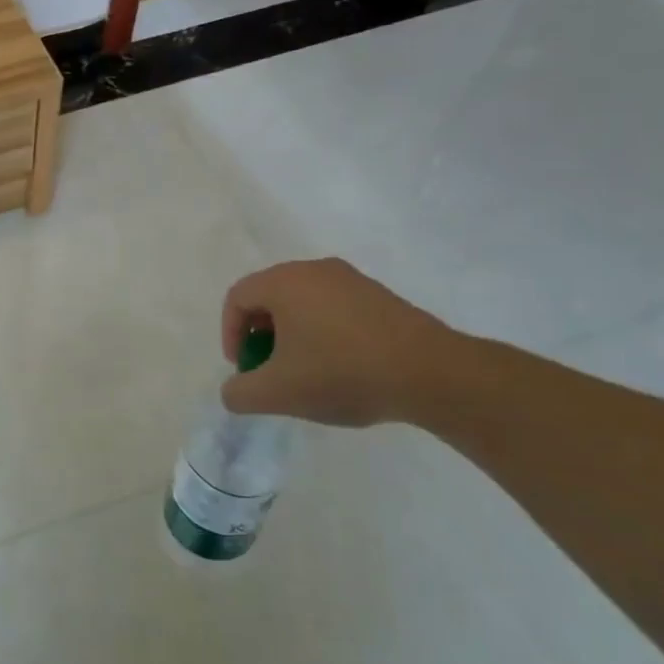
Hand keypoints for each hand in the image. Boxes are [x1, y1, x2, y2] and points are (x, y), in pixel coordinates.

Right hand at [220, 258, 456, 426]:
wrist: (433, 374)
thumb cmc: (342, 373)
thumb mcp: (276, 393)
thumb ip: (239, 393)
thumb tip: (235, 390)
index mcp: (285, 282)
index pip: (237, 298)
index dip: (229, 334)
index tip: (245, 368)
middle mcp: (315, 270)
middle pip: (269, 298)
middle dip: (260, 336)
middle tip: (270, 370)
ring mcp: (353, 280)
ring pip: (303, 304)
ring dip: (293, 336)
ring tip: (306, 373)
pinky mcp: (381, 297)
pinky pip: (335, 309)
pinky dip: (324, 334)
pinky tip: (341, 368)